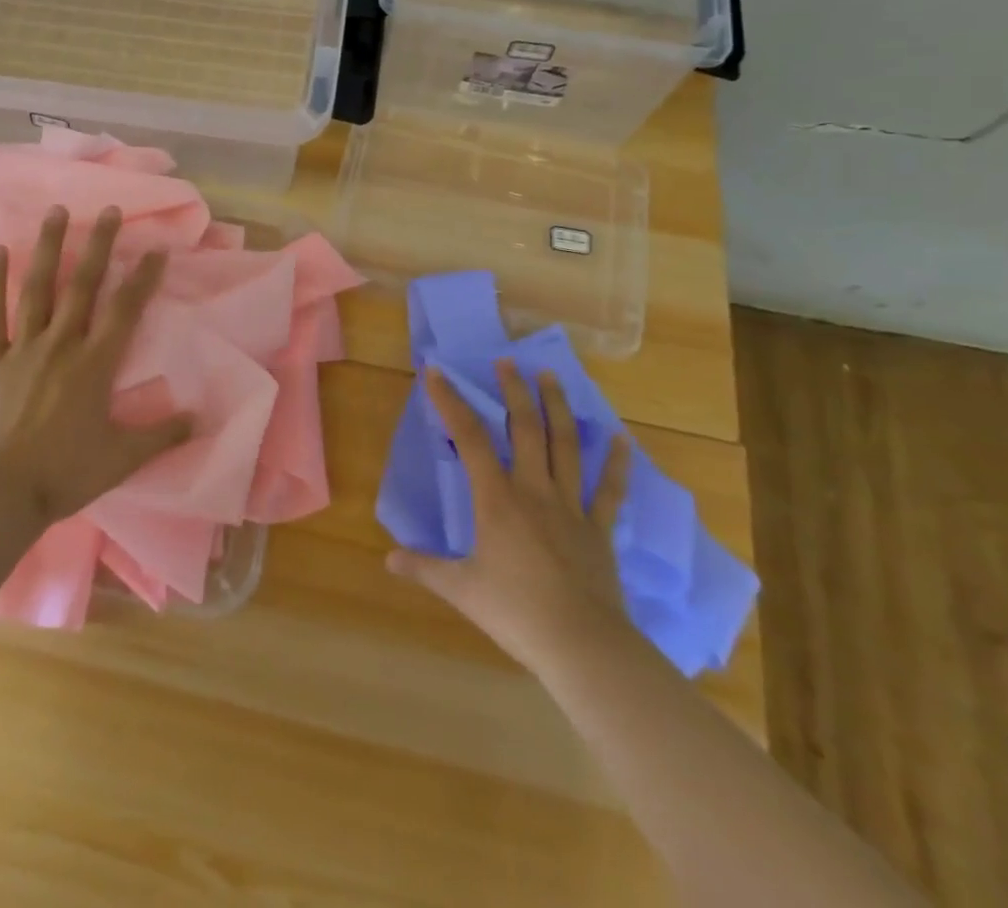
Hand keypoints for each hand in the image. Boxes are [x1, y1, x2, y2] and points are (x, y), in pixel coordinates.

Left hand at [0, 205, 191, 526]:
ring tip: (57, 212)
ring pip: (39, 289)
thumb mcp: (123, 458)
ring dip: (50, 248)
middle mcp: (62, 344)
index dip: (143, 278)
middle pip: (84, 286)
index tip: (156, 249)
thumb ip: (162, 434)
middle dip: (100, 246)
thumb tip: (201, 418)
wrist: (1, 494)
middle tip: (109, 210)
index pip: (126, 310)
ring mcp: (23, 348)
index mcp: (96, 364)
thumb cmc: (66, 474)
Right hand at [388, 361, 632, 671]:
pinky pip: (609, 489)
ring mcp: (571, 507)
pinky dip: (615, 462)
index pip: (469, 438)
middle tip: (507, 361)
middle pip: (525, 429)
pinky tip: (620, 437)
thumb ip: (424, 568)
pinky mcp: (599, 529)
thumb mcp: (461, 590)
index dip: (451, 401)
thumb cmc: (517, 613)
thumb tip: (388, 560)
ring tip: (550, 376)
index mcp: (497, 499)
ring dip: (557, 407)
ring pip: (565, 446)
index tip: (437, 373)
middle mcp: (534, 491)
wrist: (583, 647)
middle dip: (514, 391)